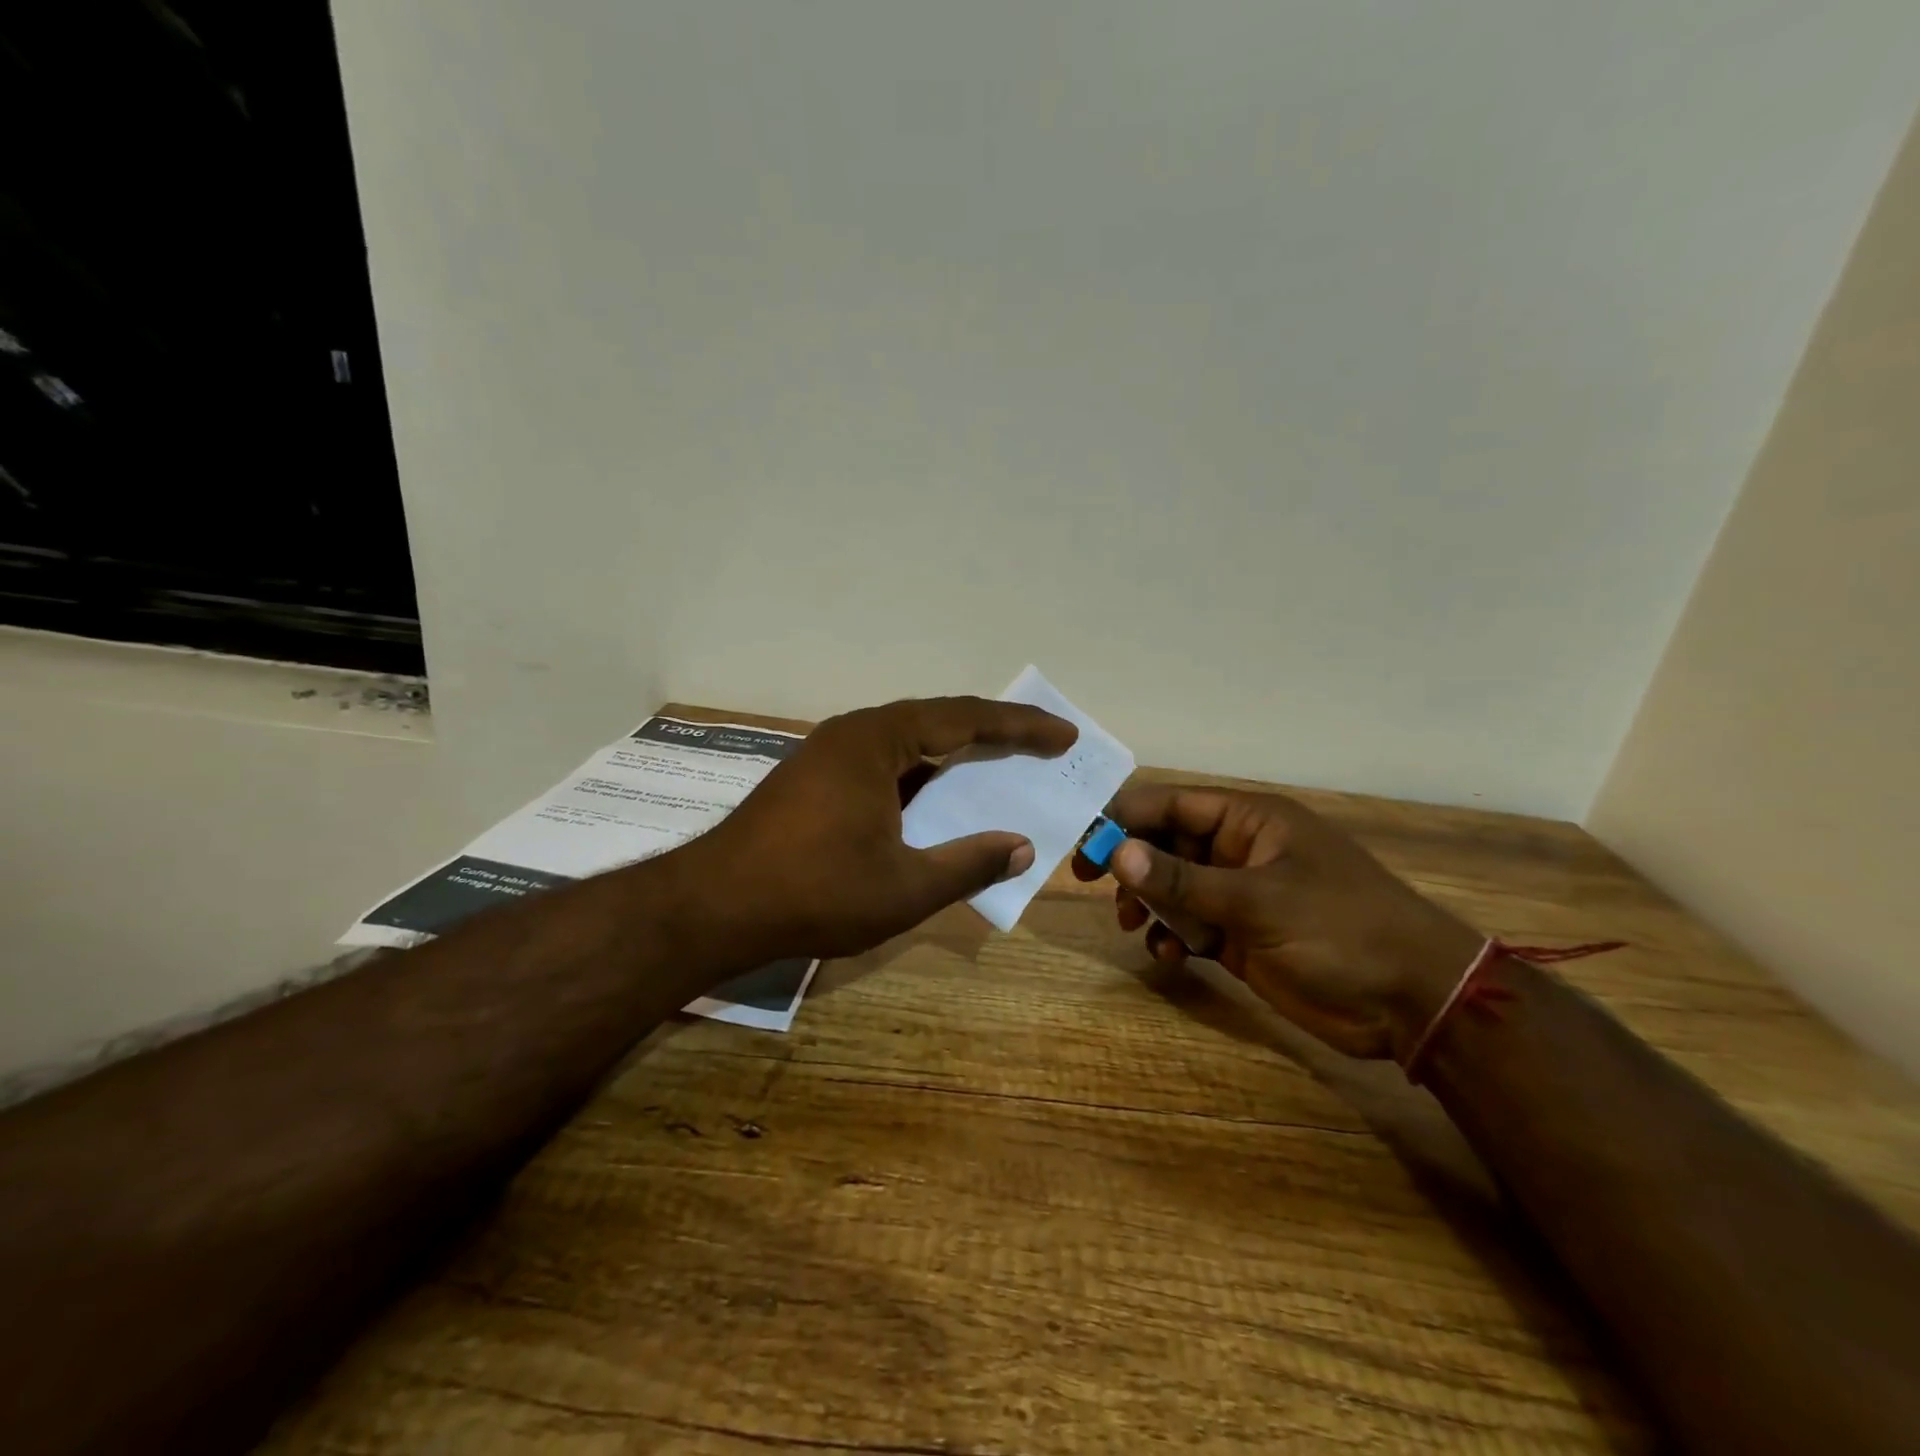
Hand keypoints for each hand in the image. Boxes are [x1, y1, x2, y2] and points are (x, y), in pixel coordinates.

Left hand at [681, 697, 1077, 963]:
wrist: (713, 908)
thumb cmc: (814, 892)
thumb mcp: (905, 887)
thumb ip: (969, 863)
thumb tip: (1022, 847)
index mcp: (878, 740)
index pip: (964, 719)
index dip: (1020, 727)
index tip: (1064, 735)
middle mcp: (854, 734)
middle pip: (937, 721)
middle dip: (992, 734)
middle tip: (1041, 747)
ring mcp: (829, 756)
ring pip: (908, 744)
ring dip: (954, 756)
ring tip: (998, 769)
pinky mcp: (814, 780)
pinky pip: (883, 765)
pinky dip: (920, 778)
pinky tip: (936, 802)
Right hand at [1075, 785, 1482, 1059]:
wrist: (1411, 1001)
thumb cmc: (1340, 929)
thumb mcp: (1258, 900)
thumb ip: (1183, 878)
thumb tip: (1116, 852)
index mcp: (1248, 821)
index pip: (1171, 804)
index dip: (1124, 818)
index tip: (1083, 843)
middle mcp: (1238, 850)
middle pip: (1165, 843)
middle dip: (1132, 865)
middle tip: (1093, 886)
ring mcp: (1239, 894)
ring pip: (1172, 886)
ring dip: (1149, 903)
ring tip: (1136, 926)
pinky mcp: (1240, 935)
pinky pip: (1189, 925)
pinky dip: (1172, 936)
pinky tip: (1170, 955)